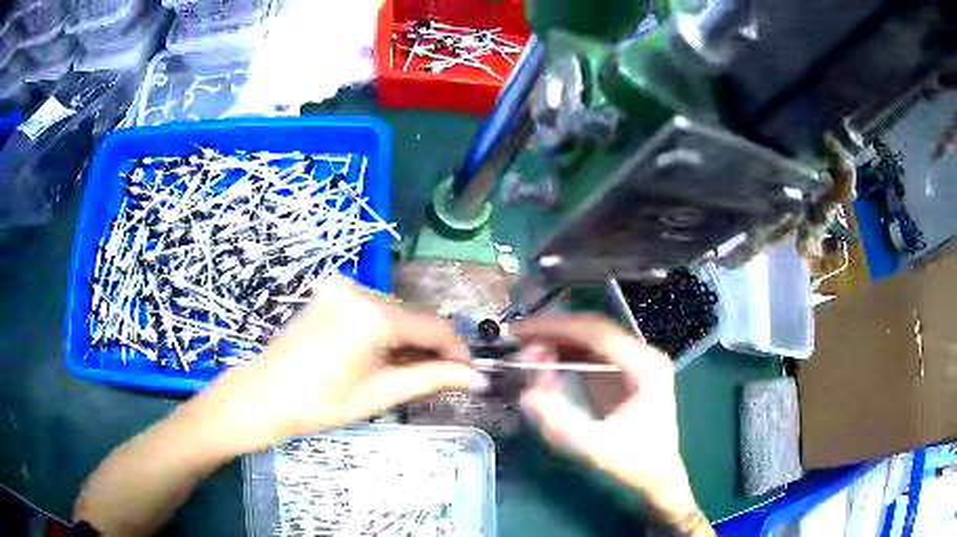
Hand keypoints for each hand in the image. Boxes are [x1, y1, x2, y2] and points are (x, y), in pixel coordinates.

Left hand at [201, 278, 484, 451]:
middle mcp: (360, 289)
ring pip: (394, 312)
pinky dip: (385, 331)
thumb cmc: (320, 403)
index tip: (467, 373)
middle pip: (414, 317)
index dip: (456, 351)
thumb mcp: (380, 394)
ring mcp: (341, 288)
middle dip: (429, 348)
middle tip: (436, 379)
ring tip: (404, 372)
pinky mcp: (330, 293)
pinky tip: (381, 356)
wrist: (263, 396)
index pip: (434, 326)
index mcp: (373, 314)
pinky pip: (372, 309)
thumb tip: (473, 378)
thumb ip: (431, 379)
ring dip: (407, 340)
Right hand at [515, 315, 710, 533]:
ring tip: (528, 349)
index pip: (597, 333)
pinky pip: (594, 351)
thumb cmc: (633, 461)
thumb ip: (561, 421)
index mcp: (645, 367)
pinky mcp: (627, 371)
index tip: (524, 331)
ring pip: (593, 337)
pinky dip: (568, 352)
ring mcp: (637, 361)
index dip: (557, 327)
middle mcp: (644, 356)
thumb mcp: (595, 446)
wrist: (658, 474)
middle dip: (555, 330)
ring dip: (560, 339)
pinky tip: (548, 360)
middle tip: (520, 338)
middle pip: (595, 329)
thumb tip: (527, 393)